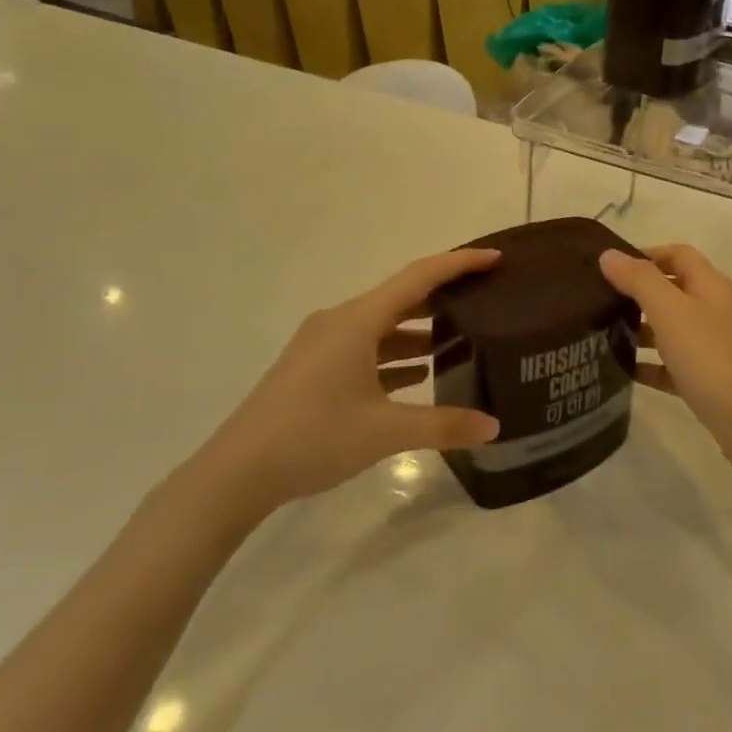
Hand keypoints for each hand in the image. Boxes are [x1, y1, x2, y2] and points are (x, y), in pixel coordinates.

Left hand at [193, 250, 502, 517]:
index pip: (419, 277)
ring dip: (420, 330)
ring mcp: (324, 344)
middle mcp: (341, 322)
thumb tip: (494, 427)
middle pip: (402, 297)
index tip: (495, 258)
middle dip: (444, 296)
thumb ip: (443, 426)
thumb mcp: (384, 432)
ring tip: (462, 340)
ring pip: (383, 325)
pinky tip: (419, 374)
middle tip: (486, 299)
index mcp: (358, 321)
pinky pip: (366, 348)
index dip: (459, 264)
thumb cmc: (313, 438)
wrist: (236, 472)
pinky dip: (395, 354)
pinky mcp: (315, 367)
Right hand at [600, 245, 731, 484]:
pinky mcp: (711, 381)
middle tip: (599, 303)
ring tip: (603, 336)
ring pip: (672, 328)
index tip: (610, 269)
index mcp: (710, 286)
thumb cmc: (714, 360)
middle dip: (637, 293)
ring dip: (641, 329)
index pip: (677, 254)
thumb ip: (640, 280)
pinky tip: (625, 373)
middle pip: (673, 290)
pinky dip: (652, 365)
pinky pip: (674, 365)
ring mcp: (715, 347)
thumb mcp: (672, 313)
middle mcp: (715, 310)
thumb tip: (609, 255)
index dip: (645, 254)